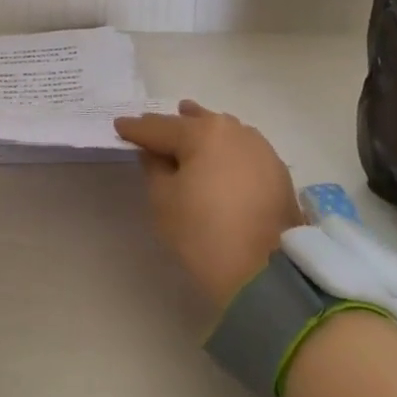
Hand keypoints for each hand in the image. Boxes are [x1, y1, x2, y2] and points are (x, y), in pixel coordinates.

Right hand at [114, 100, 299, 309]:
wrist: (266, 273)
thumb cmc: (203, 233)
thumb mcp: (163, 200)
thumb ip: (154, 167)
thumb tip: (155, 153)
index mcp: (202, 133)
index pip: (159, 127)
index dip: (136, 128)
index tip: (119, 126)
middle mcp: (234, 130)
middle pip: (194, 123)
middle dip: (172, 126)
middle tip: (150, 130)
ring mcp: (260, 148)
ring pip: (222, 132)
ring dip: (202, 132)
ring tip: (188, 131)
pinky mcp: (277, 170)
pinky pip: (241, 149)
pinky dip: (225, 150)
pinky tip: (218, 157)